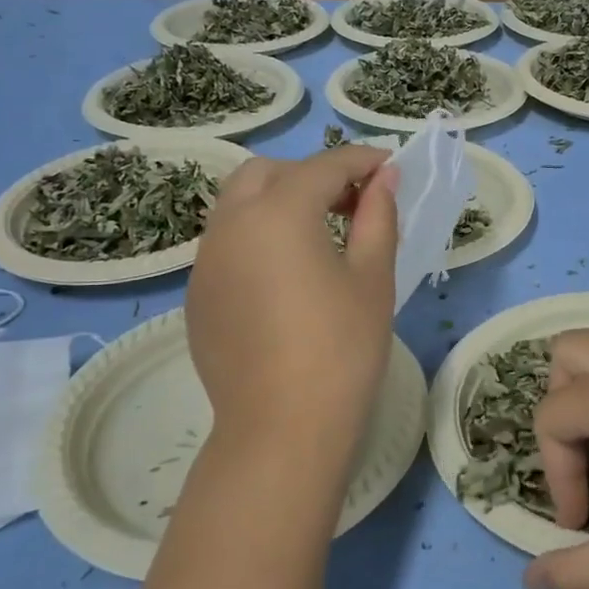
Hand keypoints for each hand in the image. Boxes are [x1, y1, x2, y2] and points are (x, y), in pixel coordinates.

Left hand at [185, 146, 398, 477]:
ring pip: (239, 205)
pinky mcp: (198, 294)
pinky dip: (258, 237)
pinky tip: (287, 277)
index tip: (390, 166)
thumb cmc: (342, 349)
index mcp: (279, 213)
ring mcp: (206, 260)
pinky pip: (227, 244)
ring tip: (321, 236)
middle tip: (352, 203)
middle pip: (268, 173)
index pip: (324, 166)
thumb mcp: (373, 278)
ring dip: (279, 202)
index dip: (362, 160)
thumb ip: (378, 217)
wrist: (282, 428)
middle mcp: (231, 224)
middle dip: (311, 174)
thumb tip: (384, 179)